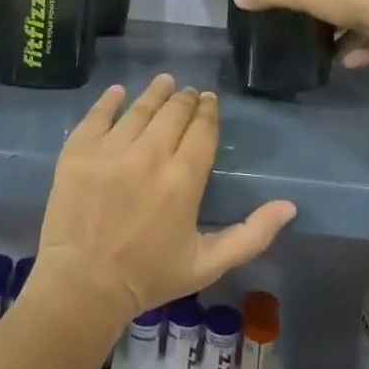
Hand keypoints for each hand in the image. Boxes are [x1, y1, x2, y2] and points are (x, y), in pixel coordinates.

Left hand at [34, 75, 296, 325]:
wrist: (82, 286)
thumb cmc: (148, 277)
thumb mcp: (208, 264)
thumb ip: (252, 235)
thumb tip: (289, 206)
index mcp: (183, 180)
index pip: (202, 130)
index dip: (207, 111)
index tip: (209, 100)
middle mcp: (149, 155)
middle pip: (173, 113)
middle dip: (184, 99)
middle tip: (188, 93)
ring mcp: (110, 150)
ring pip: (139, 109)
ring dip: (155, 93)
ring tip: (164, 82)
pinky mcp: (78, 151)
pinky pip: (97, 115)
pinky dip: (110, 100)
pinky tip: (119, 92)